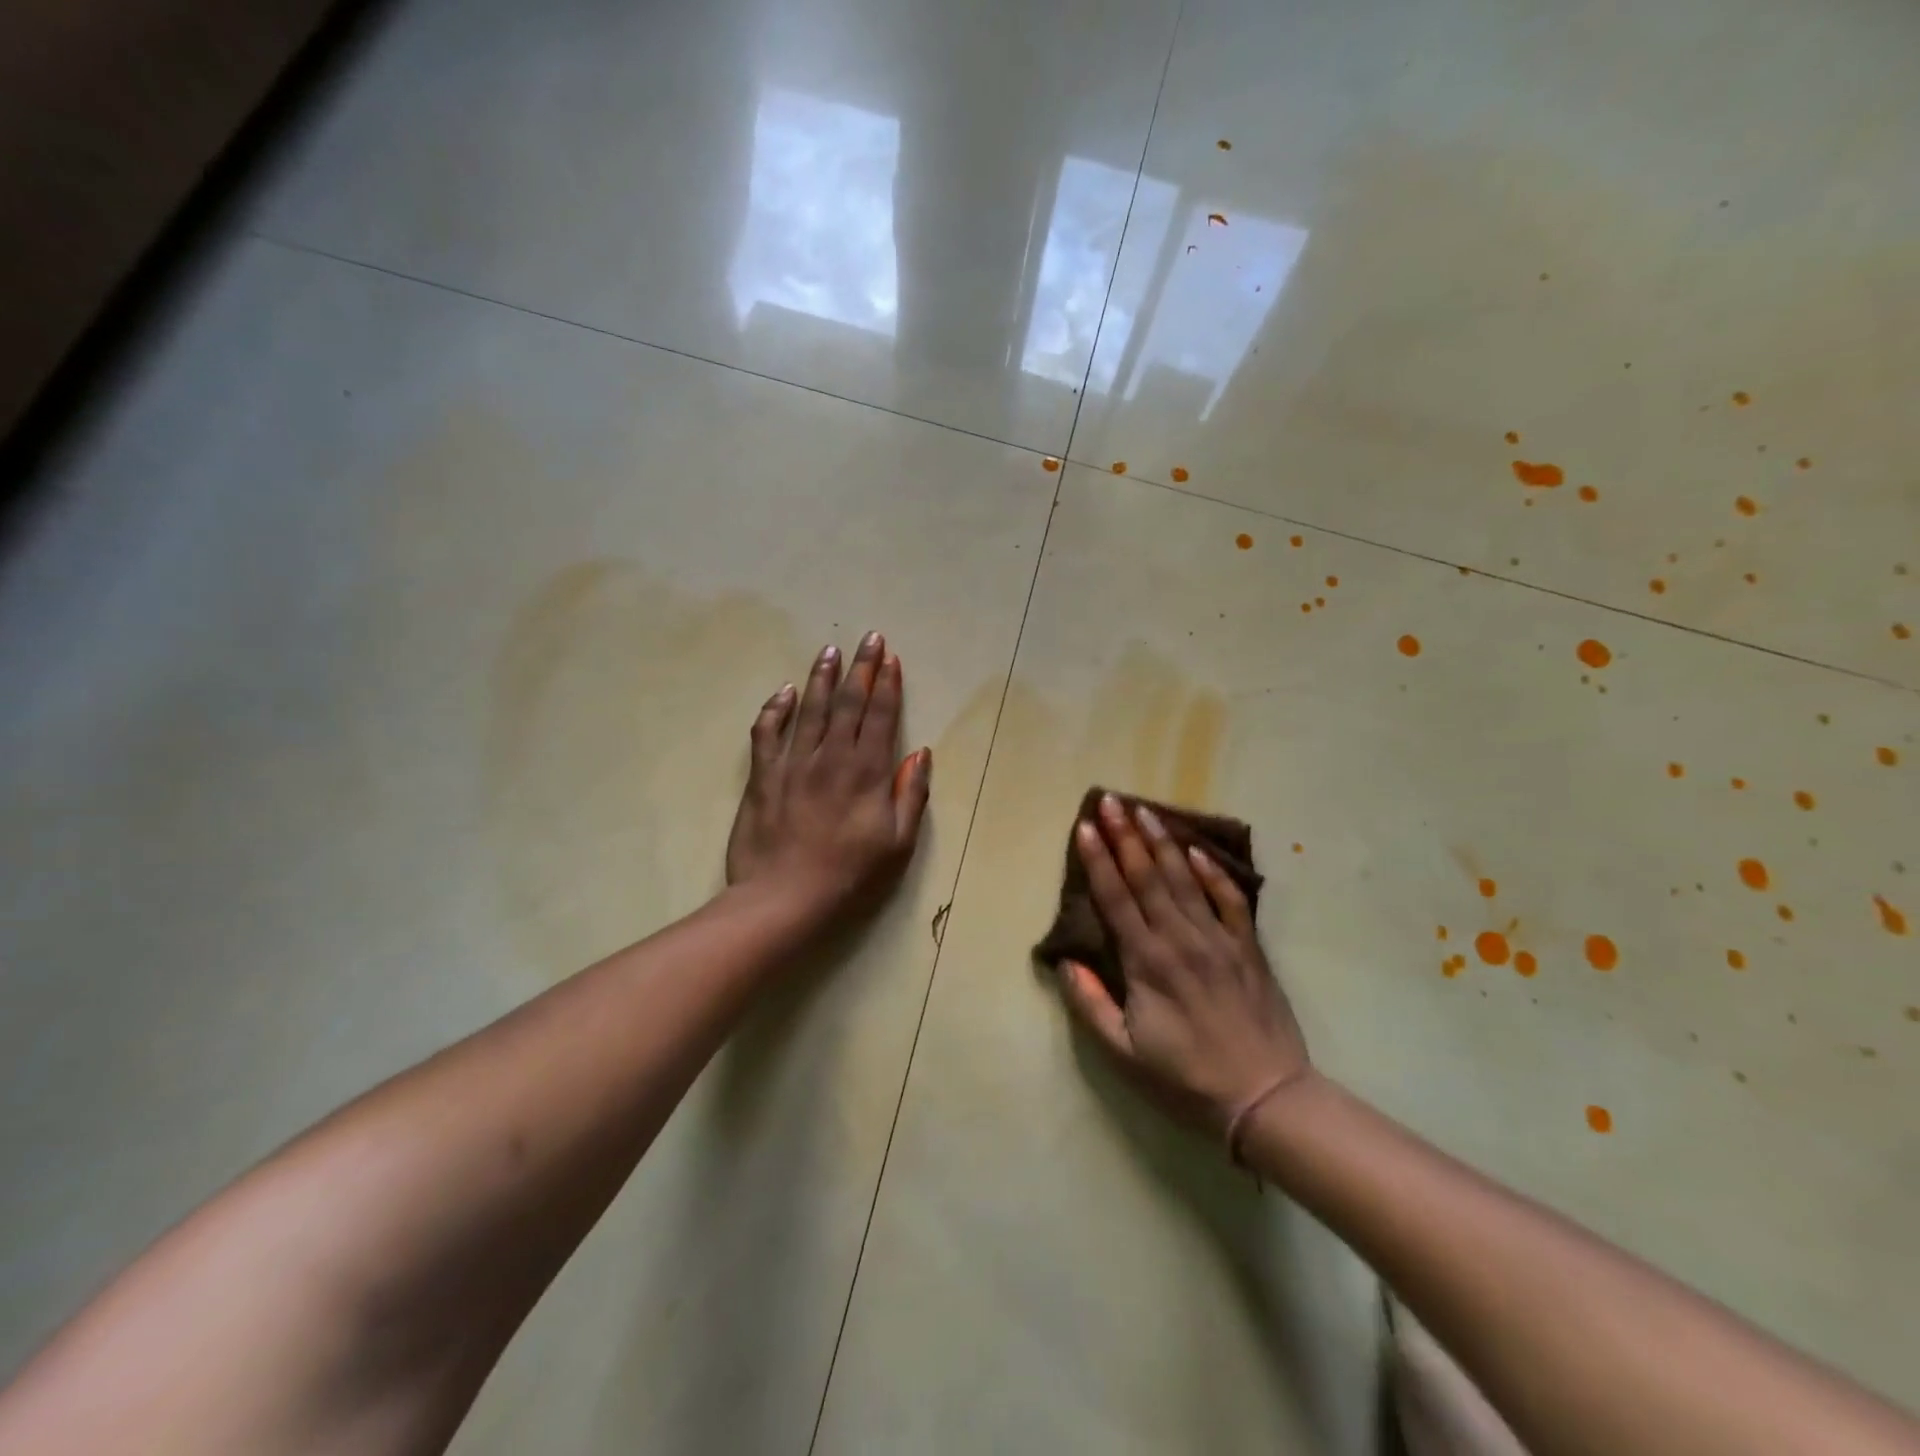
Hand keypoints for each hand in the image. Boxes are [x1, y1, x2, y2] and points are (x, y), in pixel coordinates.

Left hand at [725, 632, 931, 916]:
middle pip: (848, 703)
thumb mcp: (898, 843)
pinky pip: (767, 733)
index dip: (888, 685)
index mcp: (868, 772)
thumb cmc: (849, 874)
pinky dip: (775, 709)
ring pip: (809, 709)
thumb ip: (911, 795)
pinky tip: (783, 691)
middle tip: (869, 638)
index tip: (891, 659)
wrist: (784, 897)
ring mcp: (794, 763)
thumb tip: (921, 753)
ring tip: (830, 651)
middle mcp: (832, 757)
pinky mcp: (763, 776)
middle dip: (861, 668)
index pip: (881, 716)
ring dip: (822, 677)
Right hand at [1056, 793, 1310, 1133]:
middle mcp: (1180, 939)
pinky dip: (1212, 872)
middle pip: (1147, 876)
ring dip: (1162, 842)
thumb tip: (1067, 963)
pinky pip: (1230, 899)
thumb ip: (1090, 1005)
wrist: (1266, 1098)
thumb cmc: (1187, 1079)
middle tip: (1109, 800)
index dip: (1097, 860)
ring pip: (1185, 878)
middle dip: (1124, 835)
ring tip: (1144, 810)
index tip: (1084, 827)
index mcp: (1147, 963)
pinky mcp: (1248, 948)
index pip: (1115, 899)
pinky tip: (1196, 850)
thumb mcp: (1124, 1054)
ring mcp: (1218, 939)